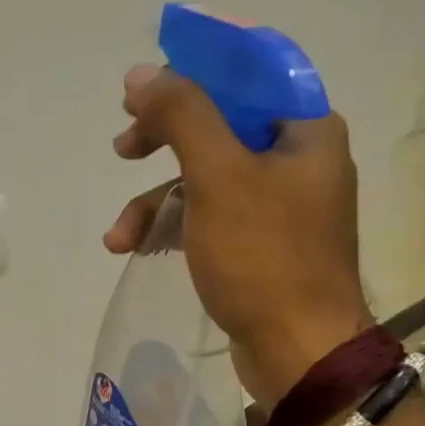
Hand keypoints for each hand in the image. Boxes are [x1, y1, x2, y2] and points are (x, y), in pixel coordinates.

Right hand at [105, 65, 371, 405]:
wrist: (298, 353)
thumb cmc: (263, 256)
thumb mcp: (217, 176)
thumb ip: (180, 115)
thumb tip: (141, 73)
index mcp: (305, 130)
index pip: (247, 75)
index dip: (191, 72)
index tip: (143, 88)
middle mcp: (298, 159)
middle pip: (220, 126)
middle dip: (164, 140)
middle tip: (123, 146)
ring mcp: (280, 205)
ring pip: (206, 177)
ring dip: (156, 200)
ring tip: (119, 234)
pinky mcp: (261, 244)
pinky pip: (210, 216)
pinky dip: (173, 226)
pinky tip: (136, 247)